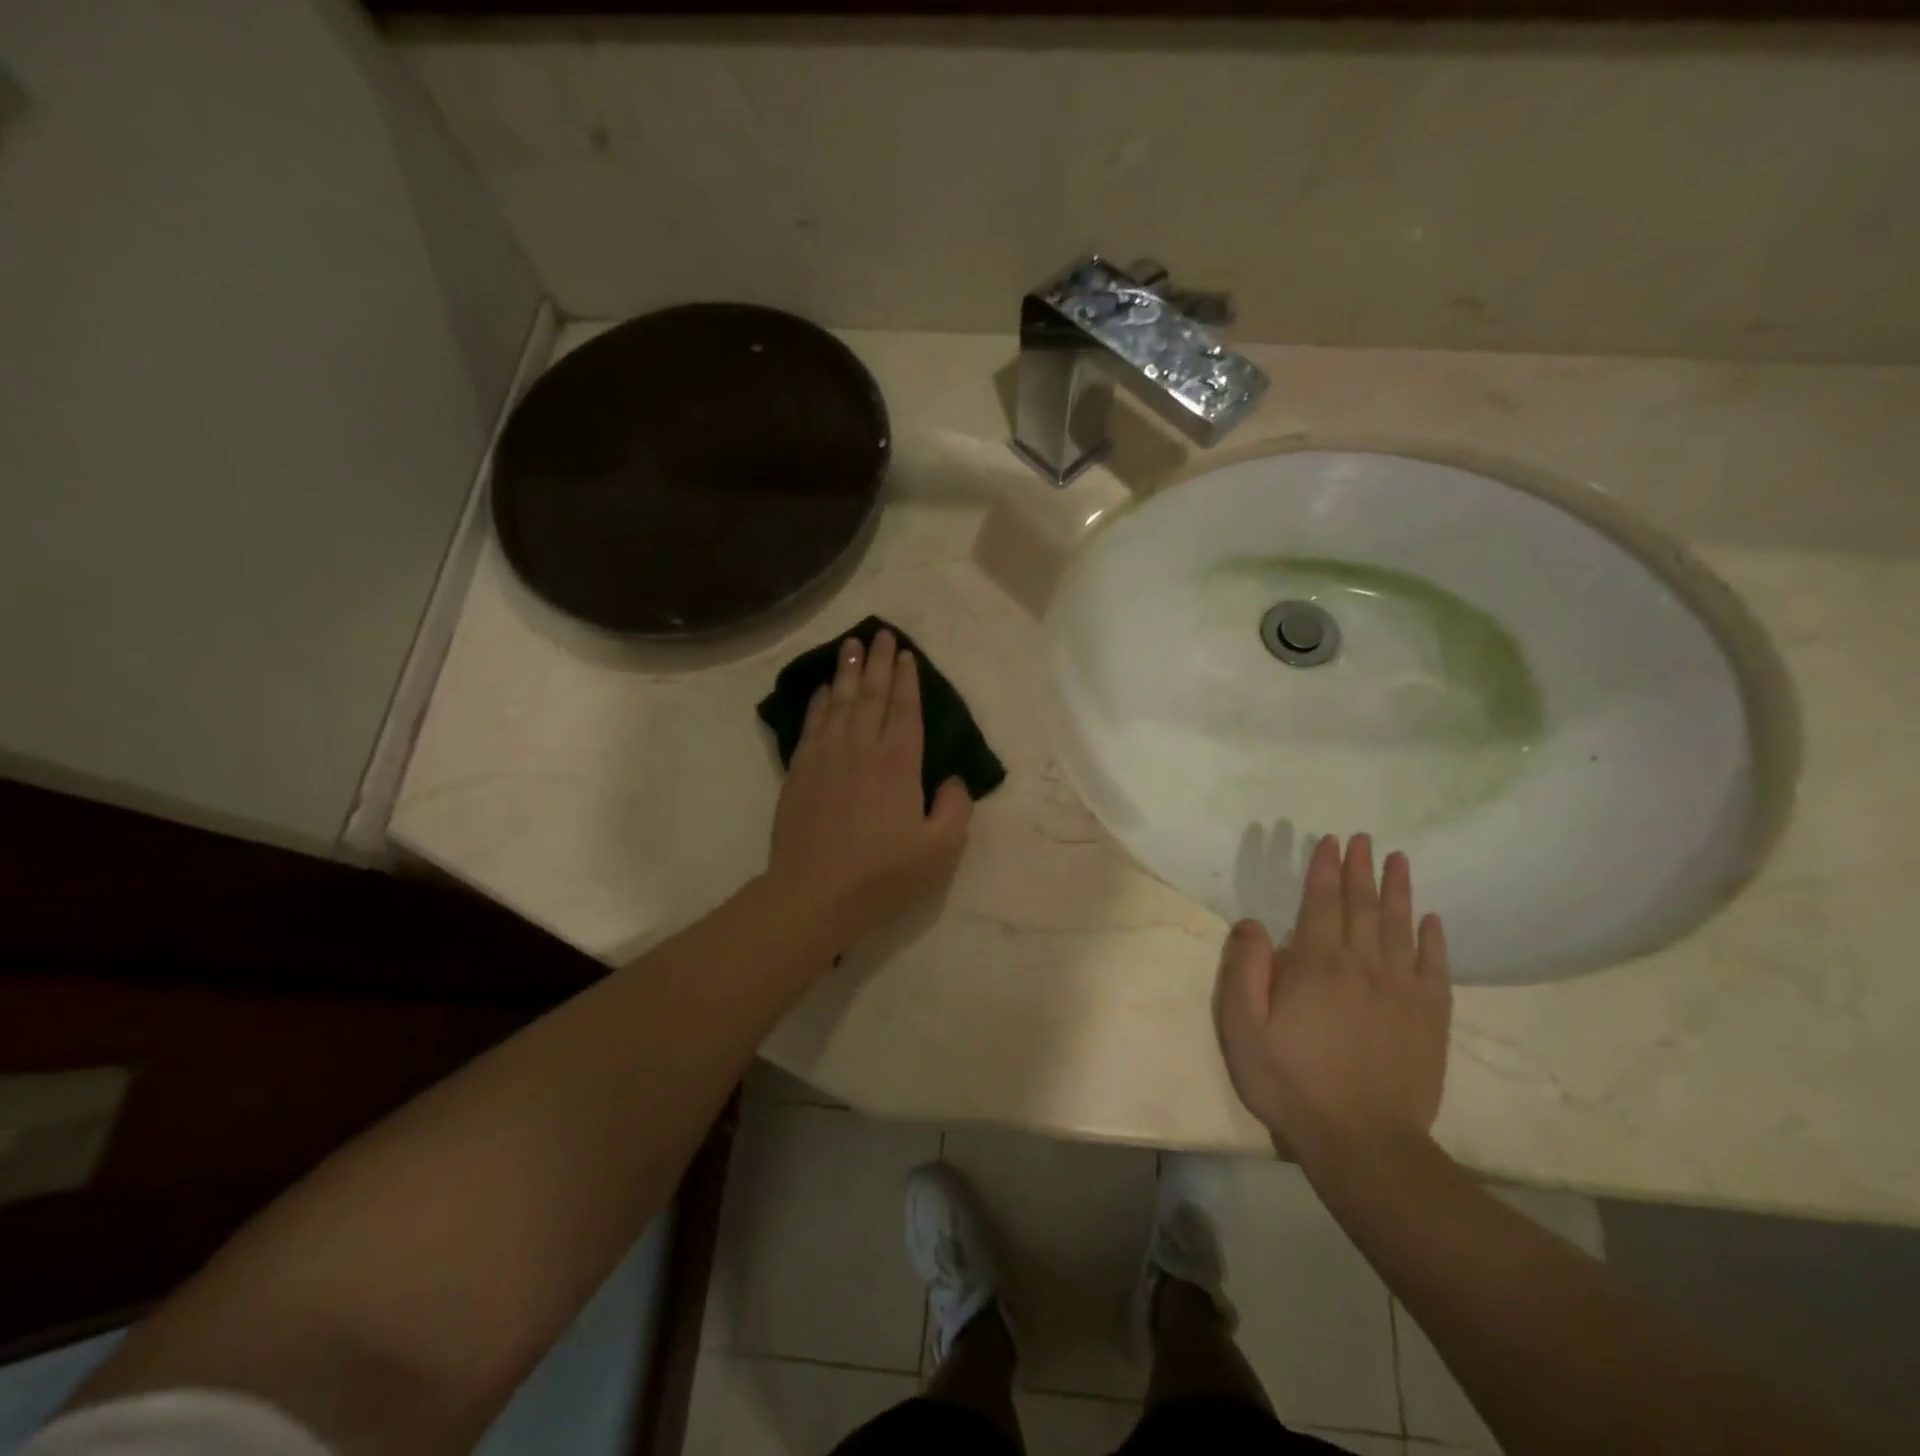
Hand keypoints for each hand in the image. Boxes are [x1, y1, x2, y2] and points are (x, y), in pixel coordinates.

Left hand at [767, 629, 973, 946]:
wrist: (814, 895)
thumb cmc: (882, 875)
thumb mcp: (940, 850)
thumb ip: (955, 808)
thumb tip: (954, 778)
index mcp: (899, 764)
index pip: (905, 710)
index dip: (907, 681)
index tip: (906, 655)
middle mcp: (862, 749)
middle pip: (871, 695)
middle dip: (878, 662)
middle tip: (881, 633)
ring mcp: (826, 757)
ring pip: (839, 702)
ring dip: (847, 670)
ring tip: (852, 643)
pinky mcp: (800, 771)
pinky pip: (811, 724)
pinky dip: (818, 701)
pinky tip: (822, 688)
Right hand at [1215, 833, 1450, 1166]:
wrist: (1363, 1142)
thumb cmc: (1291, 1082)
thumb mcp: (1243, 1028)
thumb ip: (1244, 970)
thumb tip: (1252, 923)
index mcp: (1317, 964)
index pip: (1322, 902)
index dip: (1325, 869)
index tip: (1330, 841)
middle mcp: (1363, 965)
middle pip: (1364, 906)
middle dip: (1361, 869)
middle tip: (1364, 840)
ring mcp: (1402, 990)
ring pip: (1401, 926)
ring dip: (1399, 890)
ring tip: (1400, 860)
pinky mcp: (1429, 1018)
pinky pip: (1434, 967)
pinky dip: (1433, 939)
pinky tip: (1431, 920)